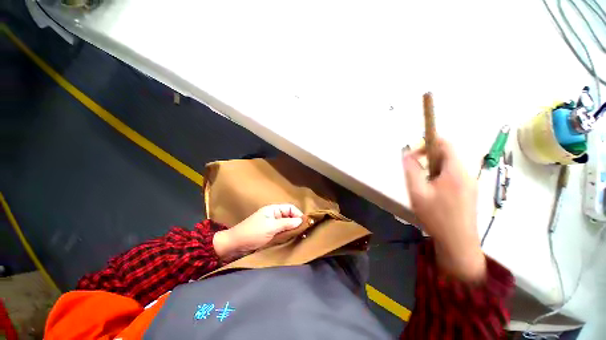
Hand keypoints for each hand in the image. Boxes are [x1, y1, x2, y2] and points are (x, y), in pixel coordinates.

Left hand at [213, 204, 303, 261]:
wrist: (235, 245)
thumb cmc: (253, 233)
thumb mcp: (271, 227)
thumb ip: (287, 223)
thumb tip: (301, 220)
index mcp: (273, 209)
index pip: (290, 208)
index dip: (298, 214)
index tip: (305, 223)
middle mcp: (274, 215)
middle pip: (289, 216)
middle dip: (297, 222)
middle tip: (305, 232)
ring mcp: (272, 224)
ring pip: (286, 224)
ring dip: (293, 229)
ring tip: (300, 236)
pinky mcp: (270, 233)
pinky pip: (282, 231)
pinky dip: (287, 234)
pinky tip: (292, 238)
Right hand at [403, 138, 485, 281]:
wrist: (458, 243)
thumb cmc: (436, 216)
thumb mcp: (417, 192)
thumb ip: (411, 170)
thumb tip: (406, 153)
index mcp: (455, 171)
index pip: (446, 144)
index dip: (429, 141)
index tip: (414, 151)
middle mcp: (467, 174)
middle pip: (448, 155)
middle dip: (429, 158)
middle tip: (414, 170)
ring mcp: (470, 184)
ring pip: (450, 167)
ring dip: (434, 169)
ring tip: (422, 184)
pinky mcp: (470, 192)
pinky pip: (454, 176)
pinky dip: (441, 177)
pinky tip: (433, 192)